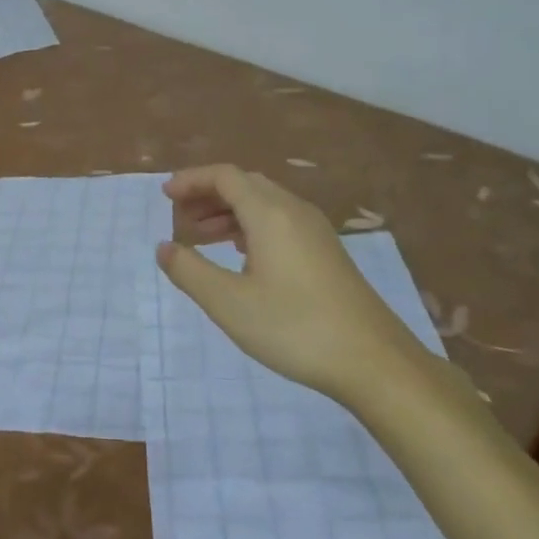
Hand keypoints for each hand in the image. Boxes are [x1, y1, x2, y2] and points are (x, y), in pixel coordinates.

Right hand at [158, 165, 431, 403]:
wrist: (375, 362)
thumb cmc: (295, 328)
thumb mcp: (229, 303)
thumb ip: (189, 271)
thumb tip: (163, 247)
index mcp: (270, 213)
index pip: (224, 175)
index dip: (191, 180)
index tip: (165, 195)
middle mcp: (294, 211)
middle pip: (245, 184)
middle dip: (208, 194)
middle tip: (180, 216)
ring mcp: (316, 231)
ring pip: (264, 203)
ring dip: (229, 211)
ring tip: (201, 236)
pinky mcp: (327, 252)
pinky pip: (280, 221)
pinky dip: (251, 225)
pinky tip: (241, 255)